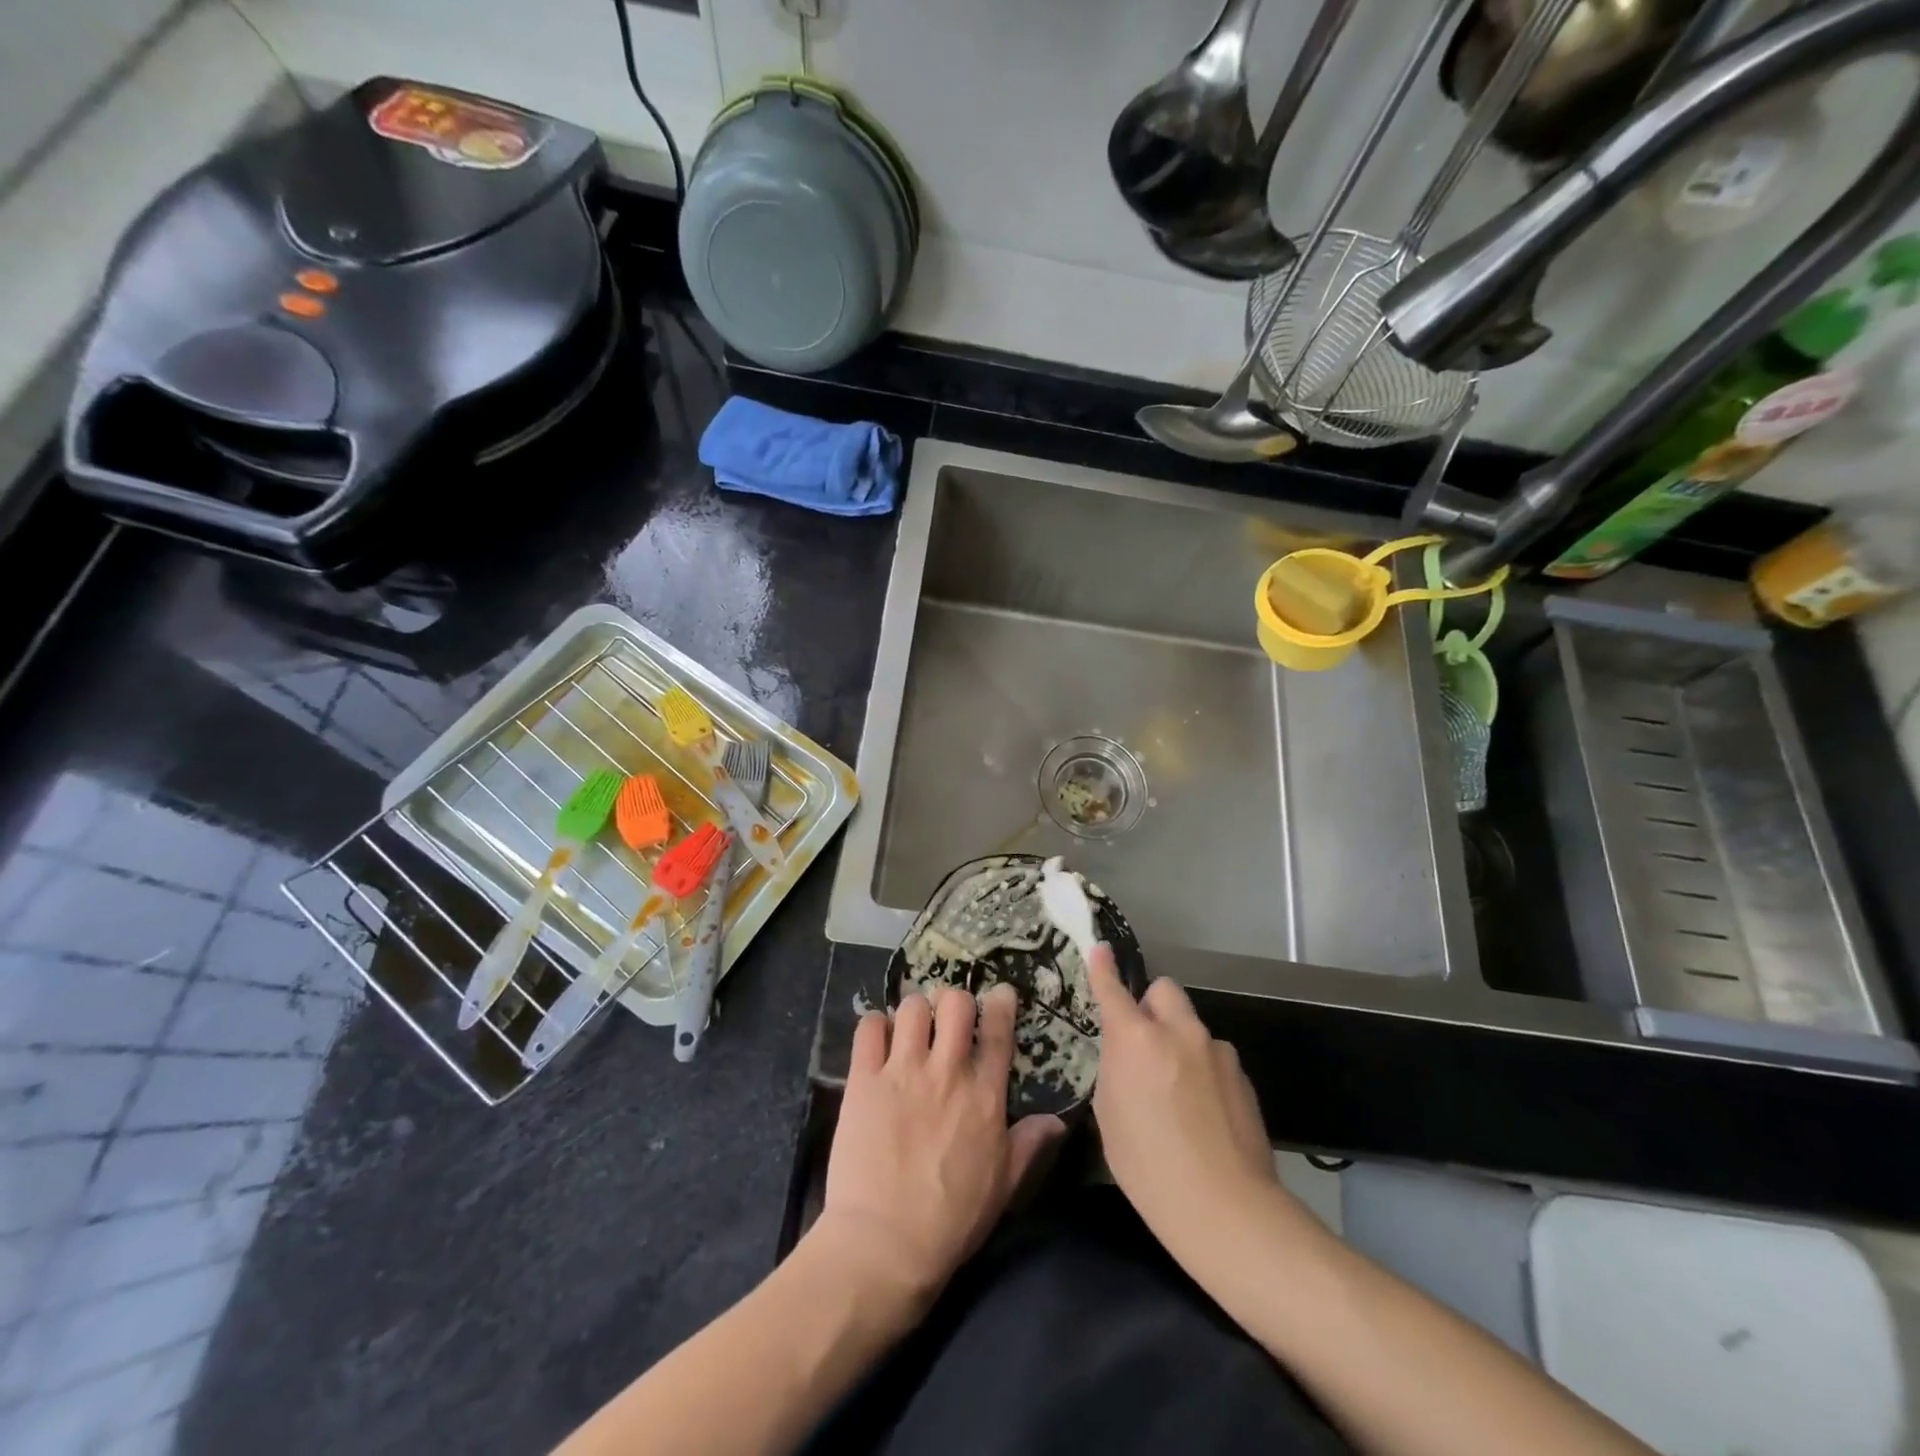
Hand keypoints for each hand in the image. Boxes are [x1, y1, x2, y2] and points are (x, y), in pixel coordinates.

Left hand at [814, 985, 1064, 1307]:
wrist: (885, 1244)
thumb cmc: (951, 1221)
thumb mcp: (1004, 1188)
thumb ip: (1029, 1146)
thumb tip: (1057, 1121)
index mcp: (984, 1096)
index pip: (998, 1031)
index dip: (1001, 1004)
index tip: (1000, 993)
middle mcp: (946, 1072)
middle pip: (955, 1003)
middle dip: (954, 1001)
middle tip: (947, 1018)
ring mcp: (902, 1072)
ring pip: (912, 1007)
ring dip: (914, 1011)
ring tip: (910, 1028)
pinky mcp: (863, 1080)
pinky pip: (868, 1028)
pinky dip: (874, 1025)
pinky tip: (877, 1038)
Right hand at [1088, 945, 1283, 1260]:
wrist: (1226, 1209)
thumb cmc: (1149, 1167)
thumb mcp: (1110, 1115)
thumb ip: (1116, 1069)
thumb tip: (1125, 1054)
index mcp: (1136, 1039)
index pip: (1114, 990)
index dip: (1103, 968)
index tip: (1100, 949)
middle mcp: (1179, 1032)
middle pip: (1164, 990)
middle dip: (1152, 1005)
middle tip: (1145, 1041)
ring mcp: (1216, 1051)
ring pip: (1191, 1026)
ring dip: (1180, 1042)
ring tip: (1179, 1092)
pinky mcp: (1242, 1075)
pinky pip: (1213, 1056)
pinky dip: (1204, 1070)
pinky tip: (1205, 1113)